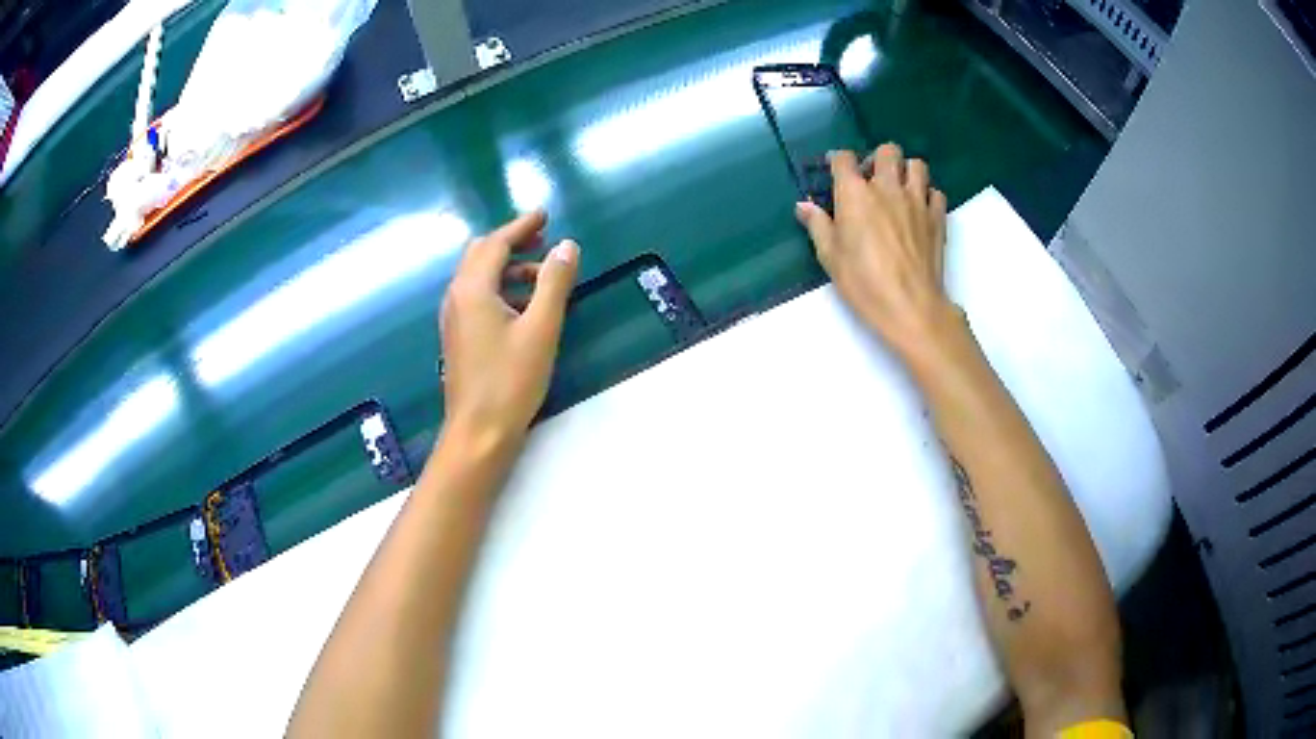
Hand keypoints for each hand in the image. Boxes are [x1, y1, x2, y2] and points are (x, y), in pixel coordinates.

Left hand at [440, 210, 579, 447]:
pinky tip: (523, 306)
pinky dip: (500, 288)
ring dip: (508, 267)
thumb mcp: (541, 329)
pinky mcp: (458, 337)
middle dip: (511, 242)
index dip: (521, 226)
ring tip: (542, 275)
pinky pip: (477, 297)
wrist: (478, 432)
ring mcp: (454, 319)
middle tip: (542, 239)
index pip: (496, 243)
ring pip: (478, 277)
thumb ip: (554, 283)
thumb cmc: (510, 381)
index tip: (544, 214)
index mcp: (472, 289)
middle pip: (480, 254)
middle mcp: (456, 297)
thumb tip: (567, 246)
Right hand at [795, 144, 953, 358]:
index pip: (844, 158)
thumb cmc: (864, 283)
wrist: (910, 306)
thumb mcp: (830, 257)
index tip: (836, 172)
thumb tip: (804, 206)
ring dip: (906, 171)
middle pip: (887, 151)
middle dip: (878, 159)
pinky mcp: (937, 217)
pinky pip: (936, 192)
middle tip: (873, 179)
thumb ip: (818, 225)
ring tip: (900, 189)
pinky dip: (928, 195)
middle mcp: (887, 187)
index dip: (838, 161)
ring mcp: (917, 200)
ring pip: (917, 165)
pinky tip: (920, 210)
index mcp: (855, 193)